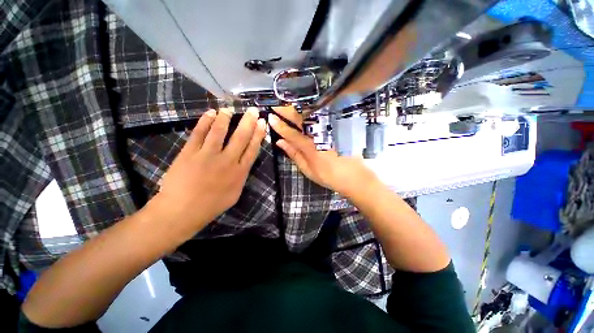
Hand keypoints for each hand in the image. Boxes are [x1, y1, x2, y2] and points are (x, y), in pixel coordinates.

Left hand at [149, 107, 266, 235]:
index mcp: (239, 172)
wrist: (182, 211)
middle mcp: (227, 161)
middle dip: (248, 122)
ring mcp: (207, 155)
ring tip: (229, 109)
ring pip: (219, 131)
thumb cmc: (211, 205)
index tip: (262, 123)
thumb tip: (243, 162)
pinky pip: (199, 133)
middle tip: (252, 110)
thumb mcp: (235, 193)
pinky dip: (205, 121)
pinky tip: (210, 113)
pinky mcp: (189, 152)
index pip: (252, 149)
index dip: (258, 134)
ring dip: (225, 118)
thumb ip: (241, 176)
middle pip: (240, 137)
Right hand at [269, 106, 379, 197]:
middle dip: (287, 110)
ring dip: (298, 108)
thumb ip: (294, 154)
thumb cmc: (329, 176)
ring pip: (312, 114)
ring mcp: (330, 130)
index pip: (291, 133)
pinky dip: (313, 110)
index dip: (279, 125)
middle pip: (301, 119)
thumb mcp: (308, 170)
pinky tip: (307, 108)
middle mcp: (320, 135)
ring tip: (288, 104)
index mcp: (310, 147)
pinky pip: (323, 115)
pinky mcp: (339, 127)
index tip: (270, 117)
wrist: (355, 176)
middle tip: (277, 105)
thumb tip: (280, 142)